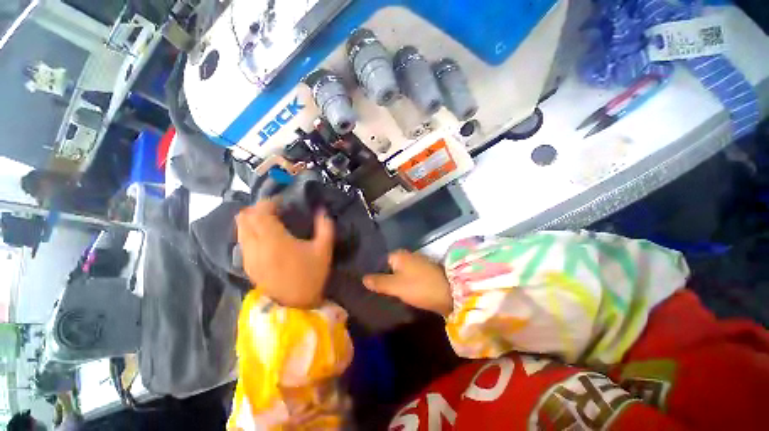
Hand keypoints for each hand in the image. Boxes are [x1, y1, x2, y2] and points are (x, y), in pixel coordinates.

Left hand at [236, 200, 334, 307]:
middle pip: (244, 218)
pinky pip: (242, 241)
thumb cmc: (312, 275)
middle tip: (275, 210)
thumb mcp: (324, 249)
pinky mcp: (246, 265)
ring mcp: (247, 257)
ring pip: (240, 229)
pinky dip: (250, 232)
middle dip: (258, 209)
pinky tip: (266, 237)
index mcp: (274, 241)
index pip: (260, 212)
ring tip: (270, 222)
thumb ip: (325, 227)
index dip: (269, 202)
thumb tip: (321, 209)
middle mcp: (255, 246)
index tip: (281, 202)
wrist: (296, 305)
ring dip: (252, 220)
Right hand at [363, 251, 452, 316]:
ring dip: (396, 282)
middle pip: (391, 267)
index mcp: (400, 255)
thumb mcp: (396, 286)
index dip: (376, 272)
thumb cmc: (420, 286)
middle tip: (377, 292)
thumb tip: (363, 278)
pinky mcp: (426, 273)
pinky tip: (402, 293)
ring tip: (387, 295)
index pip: (381, 261)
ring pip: (401, 272)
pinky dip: (406, 284)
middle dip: (385, 278)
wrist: (451, 293)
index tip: (370, 285)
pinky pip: (410, 277)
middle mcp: (409, 256)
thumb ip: (379, 282)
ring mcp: (419, 264)